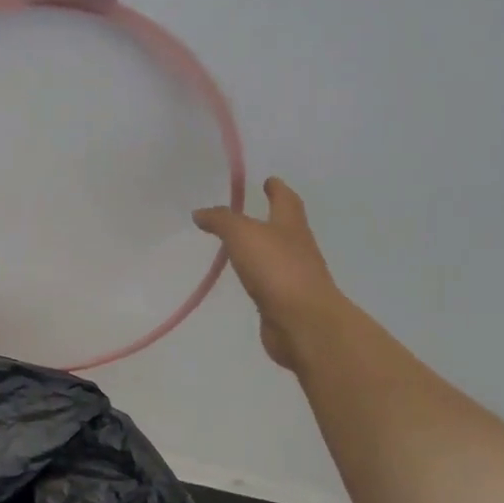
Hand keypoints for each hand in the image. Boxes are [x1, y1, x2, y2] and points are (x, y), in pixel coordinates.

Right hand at [194, 176, 345, 370]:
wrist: (303, 322)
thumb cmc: (277, 269)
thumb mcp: (243, 235)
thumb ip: (221, 221)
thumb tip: (200, 212)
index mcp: (291, 226)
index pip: (286, 200)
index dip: (277, 189)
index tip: (269, 180)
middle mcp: (297, 247)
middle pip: (285, 226)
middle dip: (271, 217)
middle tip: (248, 211)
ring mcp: (293, 276)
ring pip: (276, 254)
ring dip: (262, 247)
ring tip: (240, 244)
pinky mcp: (284, 301)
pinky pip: (268, 281)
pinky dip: (257, 275)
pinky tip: (244, 279)